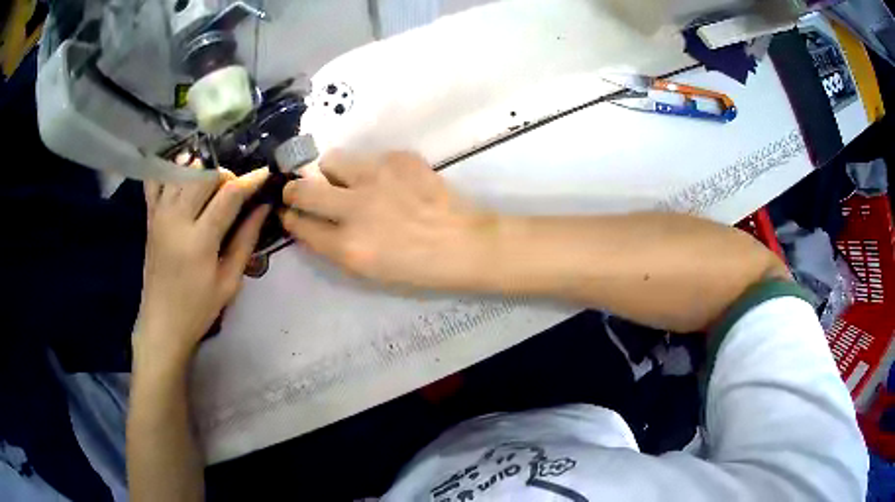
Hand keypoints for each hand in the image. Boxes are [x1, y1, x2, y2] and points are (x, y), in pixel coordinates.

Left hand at [135, 168, 269, 363]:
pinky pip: (157, 179)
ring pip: (183, 171)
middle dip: (226, 175)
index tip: (266, 173)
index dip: (251, 180)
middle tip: (236, 190)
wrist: (161, 324)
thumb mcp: (229, 282)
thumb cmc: (198, 309)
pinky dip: (171, 169)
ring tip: (213, 187)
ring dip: (203, 170)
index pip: (229, 195)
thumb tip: (263, 207)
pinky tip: (184, 173)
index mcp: (199, 240)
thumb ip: (246, 240)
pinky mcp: (150, 216)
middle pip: (205, 174)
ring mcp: (160, 215)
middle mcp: (177, 219)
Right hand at [280, 151, 494, 289]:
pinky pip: (368, 157)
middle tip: (298, 190)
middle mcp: (356, 208)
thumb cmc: (416, 267)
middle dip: (292, 190)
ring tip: (350, 182)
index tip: (289, 212)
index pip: (300, 224)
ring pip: (331, 161)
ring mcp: (377, 178)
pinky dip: (371, 170)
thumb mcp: (367, 270)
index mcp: (349, 246)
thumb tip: (310, 222)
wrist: (463, 243)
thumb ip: (333, 245)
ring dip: (332, 173)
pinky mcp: (398, 158)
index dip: (290, 217)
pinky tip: (391, 183)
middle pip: (302, 189)